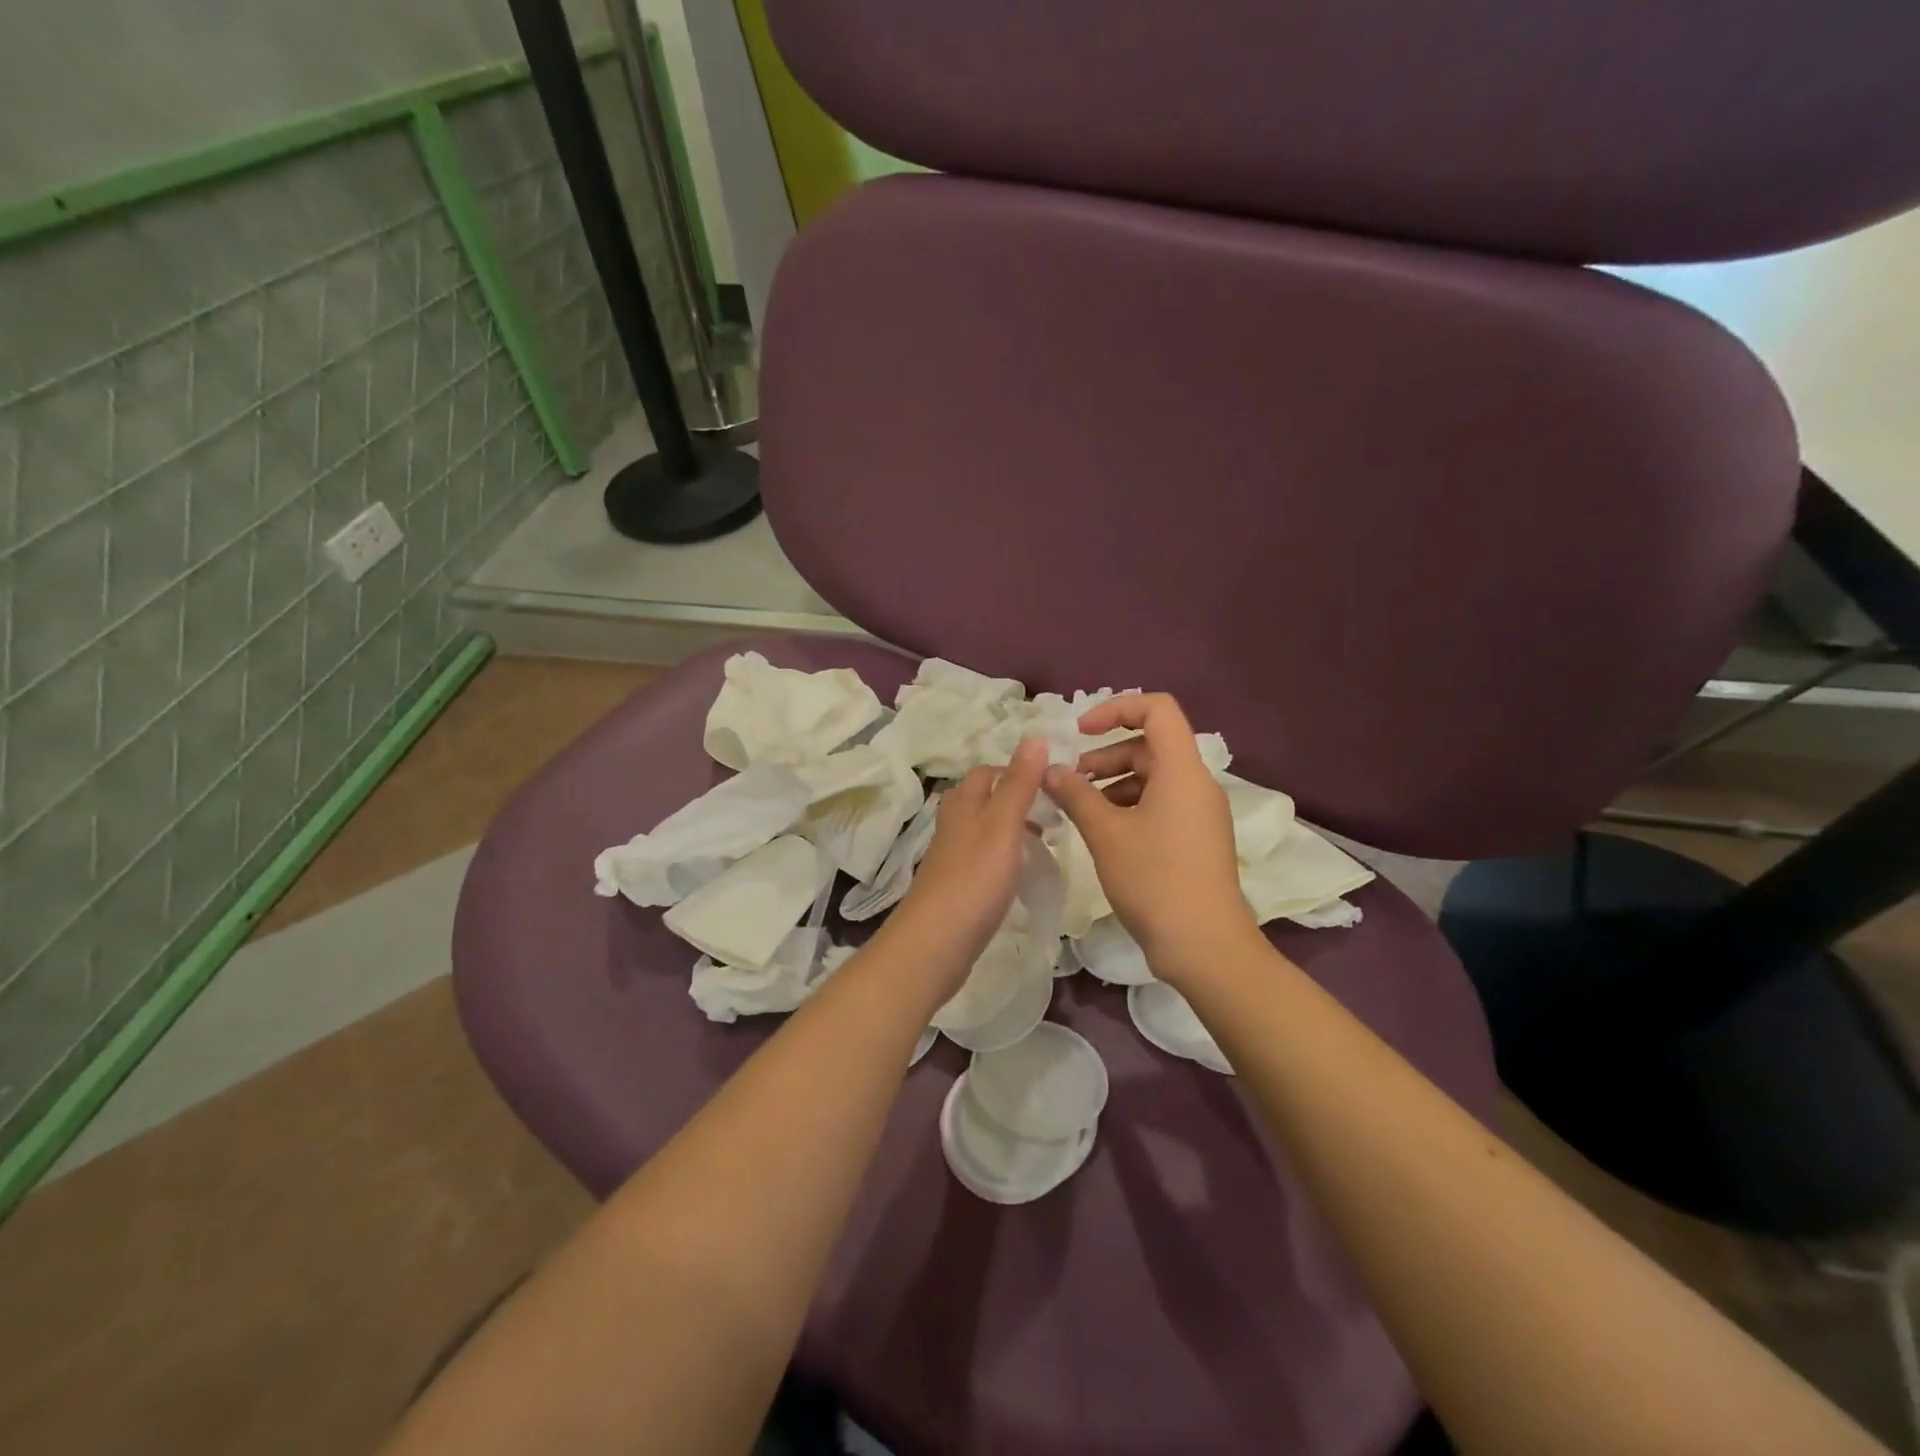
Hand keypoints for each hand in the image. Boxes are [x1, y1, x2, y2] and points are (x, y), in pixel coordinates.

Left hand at [886, 738, 1047, 997]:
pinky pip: (983, 860)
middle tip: (1054, 813)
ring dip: (1012, 829)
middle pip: (984, 799)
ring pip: (984, 830)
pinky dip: (1005, 857)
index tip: (1053, 782)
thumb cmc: (974, 879)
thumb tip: (1035, 736)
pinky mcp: (956, 887)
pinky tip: (1021, 874)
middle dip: (1017, 799)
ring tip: (1045, 842)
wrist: (936, 943)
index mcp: (963, 803)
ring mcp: (952, 857)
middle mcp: (953, 824)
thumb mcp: (1003, 825)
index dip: (1017, 770)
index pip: (987, 771)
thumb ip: (1019, 783)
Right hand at [1043, 694, 1259, 983]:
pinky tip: (1102, 831)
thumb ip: (1075, 794)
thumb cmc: (1154, 879)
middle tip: (1070, 779)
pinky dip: (1129, 806)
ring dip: (1113, 782)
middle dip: (1106, 754)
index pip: (1157, 709)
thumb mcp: (1105, 833)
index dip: (1116, 709)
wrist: (1204, 945)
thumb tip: (1050, 770)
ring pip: (1153, 777)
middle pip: (1150, 745)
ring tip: (1079, 807)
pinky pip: (1161, 804)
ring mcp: (1200, 813)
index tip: (1080, 731)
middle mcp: (1197, 783)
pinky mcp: (1197, 838)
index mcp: (1182, 770)